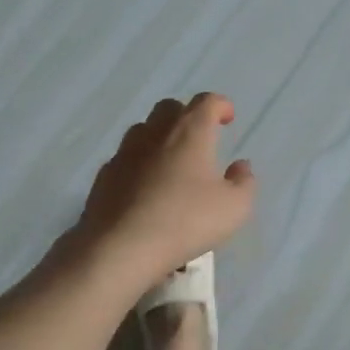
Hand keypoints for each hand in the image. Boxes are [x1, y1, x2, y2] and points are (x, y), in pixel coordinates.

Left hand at [71, 94, 255, 287]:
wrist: (120, 247)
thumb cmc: (186, 221)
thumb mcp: (234, 208)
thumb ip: (244, 182)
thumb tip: (241, 166)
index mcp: (190, 132)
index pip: (206, 102)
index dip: (220, 105)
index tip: (228, 117)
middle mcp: (155, 133)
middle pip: (170, 108)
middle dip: (187, 116)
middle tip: (200, 139)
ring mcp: (124, 153)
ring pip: (143, 130)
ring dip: (160, 138)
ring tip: (172, 162)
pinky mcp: (104, 176)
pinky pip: (125, 159)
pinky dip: (139, 164)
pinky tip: (145, 188)